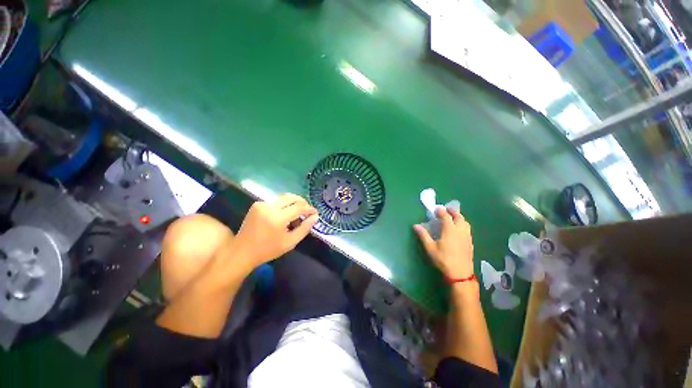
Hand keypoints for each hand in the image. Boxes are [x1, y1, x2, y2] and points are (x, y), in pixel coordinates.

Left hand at [232, 193, 317, 269]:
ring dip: (294, 203)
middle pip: (292, 197)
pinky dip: (284, 205)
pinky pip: (276, 201)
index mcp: (278, 217)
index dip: (309, 209)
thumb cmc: (268, 250)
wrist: (242, 251)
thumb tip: (315, 216)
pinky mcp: (257, 204)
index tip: (315, 213)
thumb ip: (304, 228)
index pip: (299, 207)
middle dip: (303, 203)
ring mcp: (262, 204)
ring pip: (284, 197)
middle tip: (307, 211)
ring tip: (297, 213)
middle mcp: (270, 206)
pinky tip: (285, 214)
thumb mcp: (290, 242)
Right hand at [414, 207, 473, 278]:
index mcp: (450, 230)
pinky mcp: (470, 243)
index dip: (441, 211)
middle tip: (446, 209)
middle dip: (453, 211)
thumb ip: (423, 235)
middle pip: (459, 217)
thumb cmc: (443, 260)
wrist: (460, 274)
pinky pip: (468, 229)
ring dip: (459, 217)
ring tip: (453, 217)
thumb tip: (415, 225)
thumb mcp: (430, 248)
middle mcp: (460, 231)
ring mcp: (467, 237)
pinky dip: (463, 225)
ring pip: (465, 223)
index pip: (446, 216)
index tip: (436, 208)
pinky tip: (459, 230)